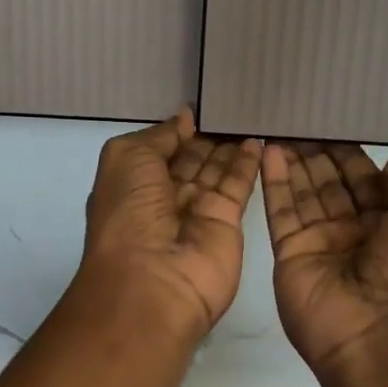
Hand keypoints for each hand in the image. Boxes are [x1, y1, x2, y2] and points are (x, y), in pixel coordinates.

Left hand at [79, 109, 260, 341]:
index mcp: (132, 184)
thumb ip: (158, 136)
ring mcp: (196, 212)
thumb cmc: (129, 214)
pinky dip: (248, 163)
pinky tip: (260, 138)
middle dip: (207, 136)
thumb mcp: (127, 158)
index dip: (177, 130)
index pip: (159, 150)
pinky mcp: (226, 223)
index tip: (202, 105)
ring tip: (250, 112)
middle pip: (190, 160)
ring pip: (215, 171)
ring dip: (229, 145)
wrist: (153, 283)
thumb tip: (183, 118)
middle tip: (233, 104)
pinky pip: (238, 186)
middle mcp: (163, 199)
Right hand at [261, 142, 387, 386]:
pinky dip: (275, 181)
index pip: (362, 179)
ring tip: (278, 125)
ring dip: (292, 161)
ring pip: (303, 193)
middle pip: (329, 183)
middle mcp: (352, 230)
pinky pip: (282, 211)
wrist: (379, 335)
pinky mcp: (290, 252)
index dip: (347, 152)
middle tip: (296, 116)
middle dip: (315, 153)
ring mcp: (318, 242)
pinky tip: (268, 150)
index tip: (329, 119)